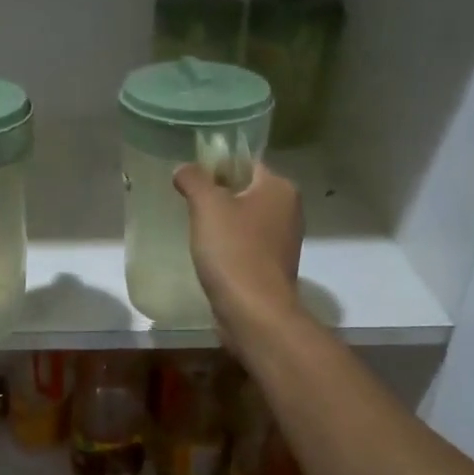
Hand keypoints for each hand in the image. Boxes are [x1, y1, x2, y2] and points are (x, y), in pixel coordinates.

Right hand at [173, 162, 303, 344]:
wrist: (254, 311)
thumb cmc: (233, 250)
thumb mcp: (207, 205)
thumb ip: (194, 179)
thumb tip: (184, 169)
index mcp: (280, 188)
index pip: (246, 163)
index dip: (217, 166)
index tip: (192, 180)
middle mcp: (289, 210)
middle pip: (246, 191)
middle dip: (218, 197)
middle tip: (189, 205)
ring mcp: (284, 241)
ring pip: (246, 220)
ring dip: (223, 224)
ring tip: (196, 231)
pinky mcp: (274, 267)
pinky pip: (247, 246)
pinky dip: (230, 247)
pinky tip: (210, 256)